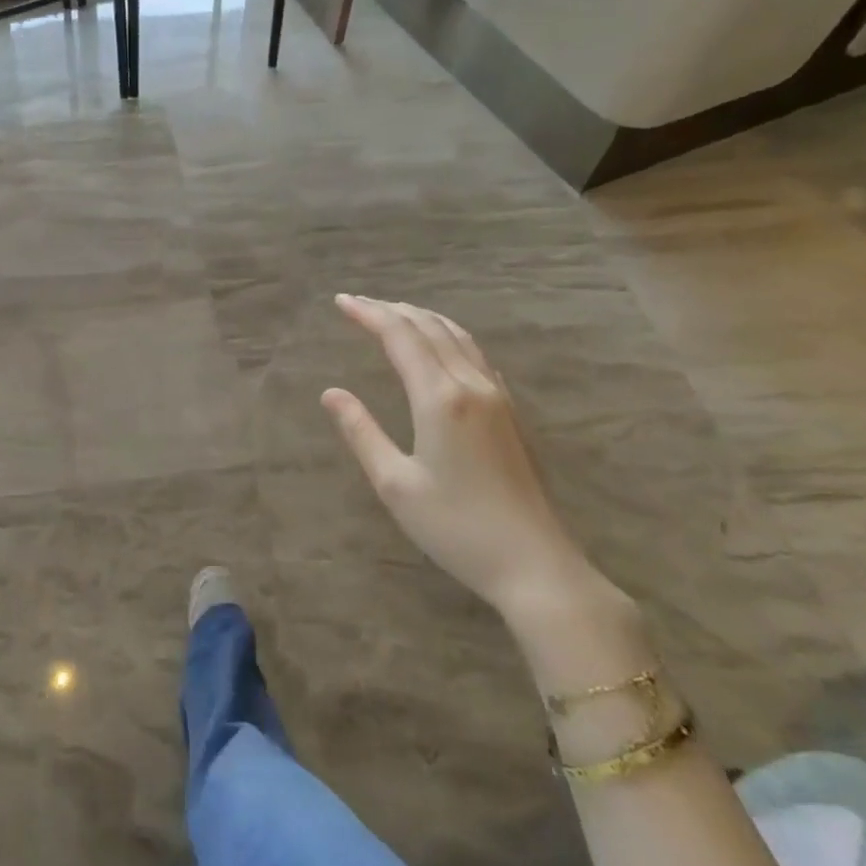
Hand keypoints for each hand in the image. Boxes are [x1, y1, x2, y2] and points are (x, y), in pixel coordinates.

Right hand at [321, 294, 594, 616]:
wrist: (534, 563)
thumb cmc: (455, 527)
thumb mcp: (394, 484)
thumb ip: (361, 432)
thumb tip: (331, 393)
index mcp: (440, 398)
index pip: (400, 337)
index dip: (369, 314)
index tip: (340, 301)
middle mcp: (472, 385)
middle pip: (431, 328)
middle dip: (392, 310)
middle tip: (358, 302)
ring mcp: (498, 396)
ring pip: (458, 337)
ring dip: (422, 318)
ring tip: (393, 313)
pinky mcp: (511, 412)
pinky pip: (475, 354)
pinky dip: (447, 336)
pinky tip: (440, 346)